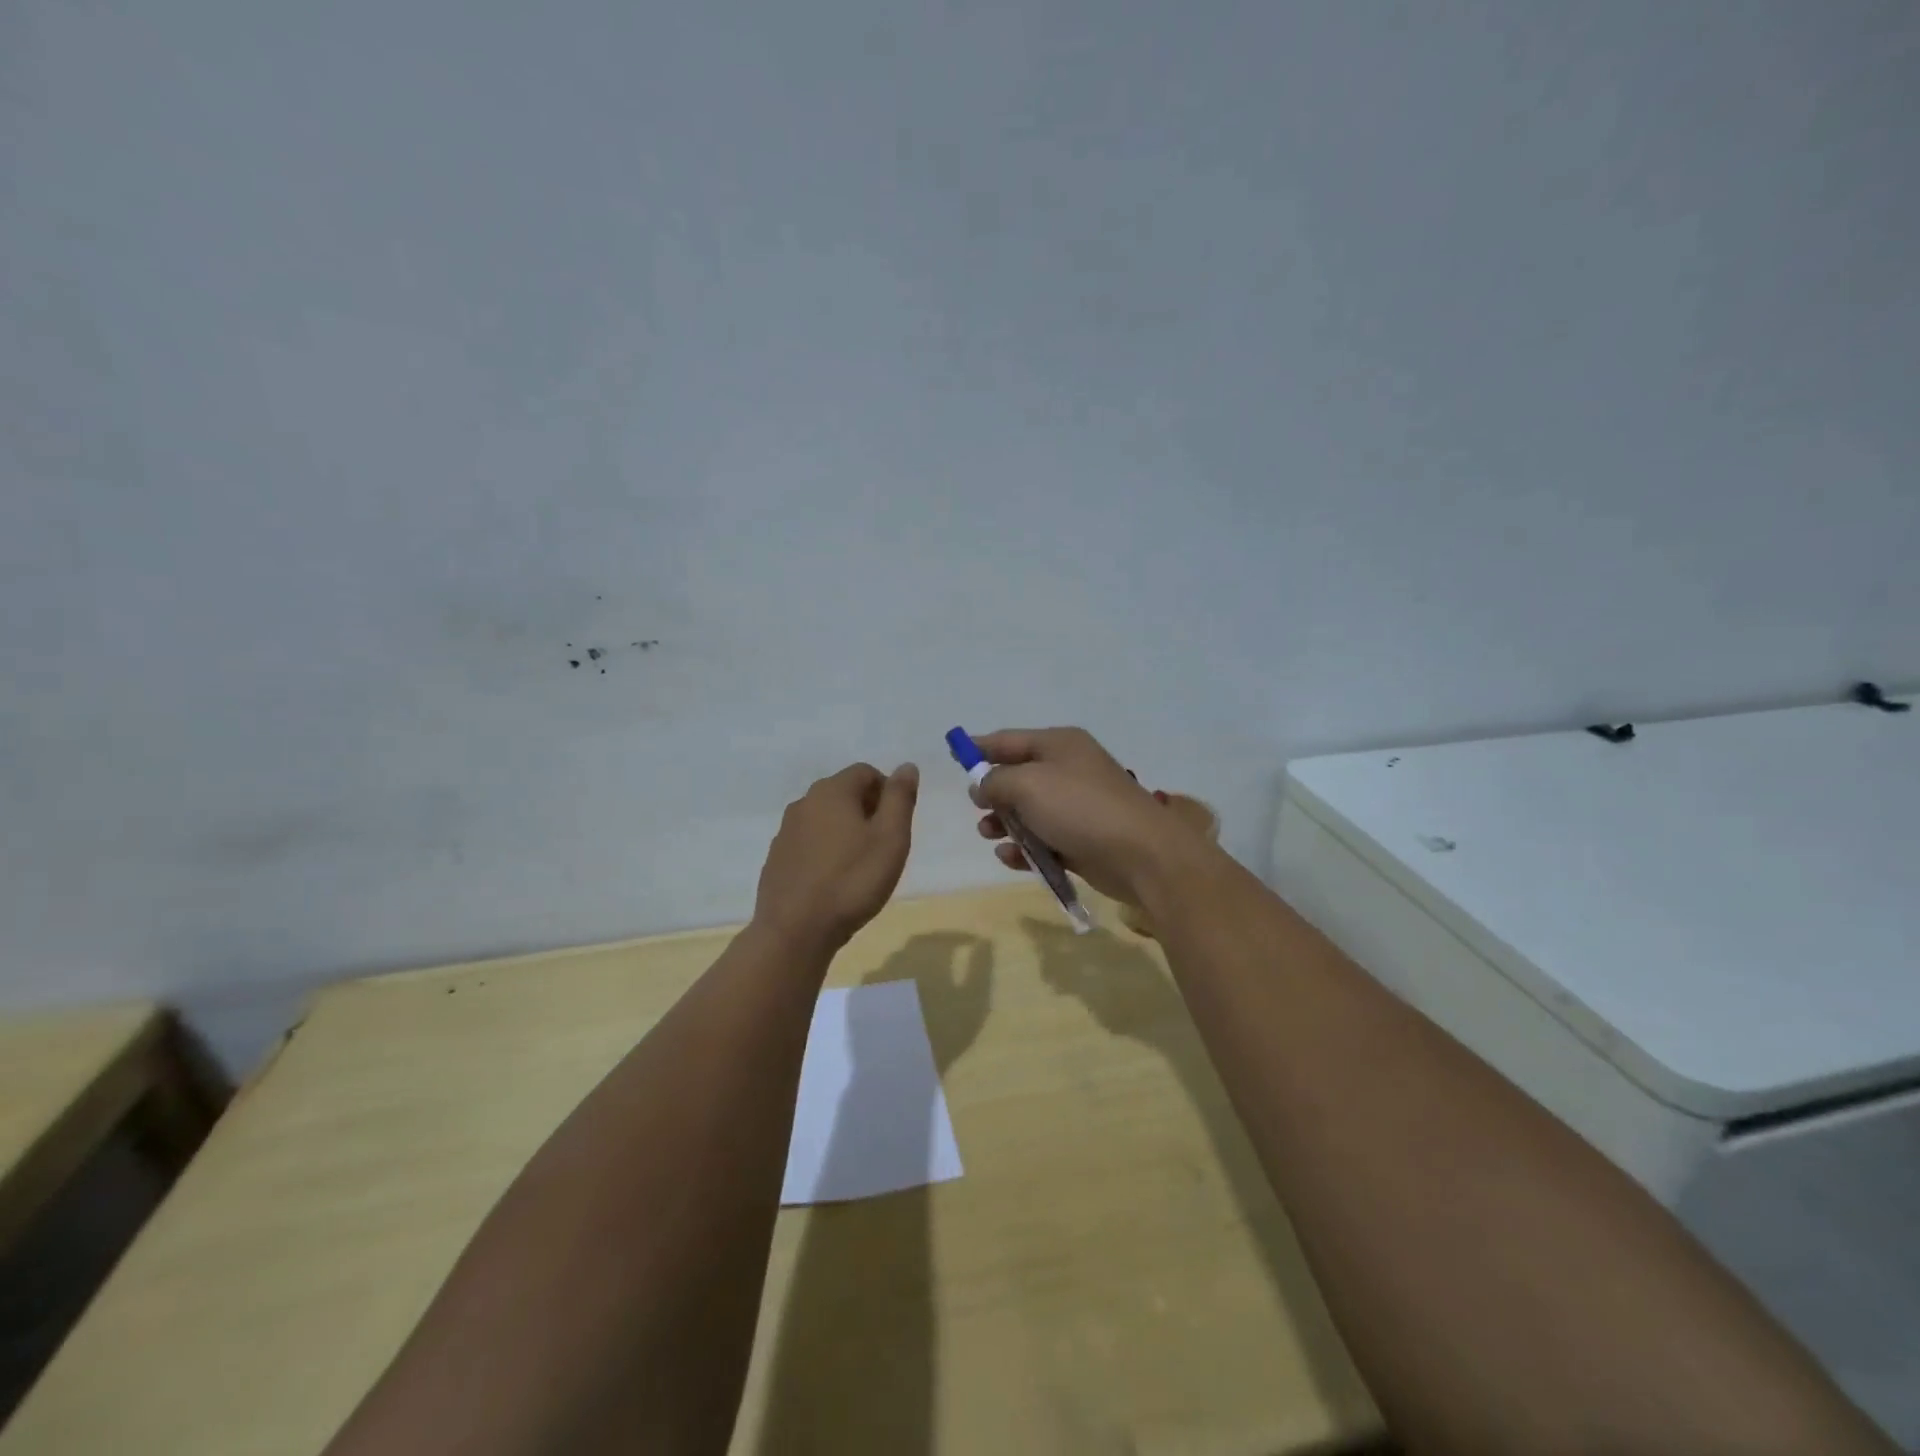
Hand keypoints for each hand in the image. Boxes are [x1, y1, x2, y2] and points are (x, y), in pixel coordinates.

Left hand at [753, 762, 918, 952]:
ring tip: (860, 865)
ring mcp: (785, 832)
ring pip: (824, 818)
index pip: (866, 772)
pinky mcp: (776, 859)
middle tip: (883, 846)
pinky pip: (807, 843)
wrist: (795, 931)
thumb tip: (906, 766)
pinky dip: (824, 851)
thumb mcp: (891, 838)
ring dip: (844, 831)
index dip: (887, 792)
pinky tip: (833, 880)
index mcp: (832, 791)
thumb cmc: (853, 881)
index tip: (897, 824)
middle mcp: (804, 803)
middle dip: (867, 810)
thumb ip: (900, 798)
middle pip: (843, 793)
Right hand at [971, 727, 1218, 904]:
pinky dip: (1026, 848)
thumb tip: (983, 785)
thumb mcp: (1027, 785)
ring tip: (990, 835)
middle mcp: (1069, 769)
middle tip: (980, 810)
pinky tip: (1011, 858)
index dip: (979, 747)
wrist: (1142, 854)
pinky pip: (1044, 839)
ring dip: (1005, 823)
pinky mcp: (1082, 839)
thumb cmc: (1080, 808)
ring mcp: (1077, 806)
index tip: (953, 755)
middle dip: (994, 794)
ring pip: (1029, 811)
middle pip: (1018, 776)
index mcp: (1059, 744)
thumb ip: (996, 781)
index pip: (1009, 740)